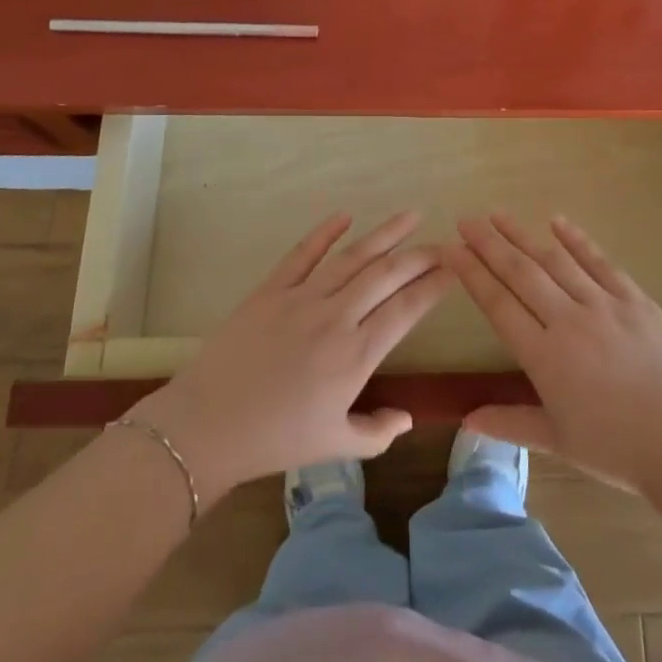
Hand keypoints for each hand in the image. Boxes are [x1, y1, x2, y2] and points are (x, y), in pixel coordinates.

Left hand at [129, 212, 450, 501]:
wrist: (207, 426)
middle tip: (441, 244)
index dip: (434, 286)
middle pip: (387, 275)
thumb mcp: (334, 446)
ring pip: (353, 257)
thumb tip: (407, 417)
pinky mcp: (271, 289)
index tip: (454, 269)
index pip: (407, 309)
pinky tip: (345, 215)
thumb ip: (377, 433)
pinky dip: (324, 232)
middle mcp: (336, 317)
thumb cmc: (275, 440)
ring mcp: (302, 298)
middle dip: (419, 256)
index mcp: (356, 355)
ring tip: (410, 215)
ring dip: (385, 234)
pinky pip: (302, 253)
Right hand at [446, 214, 661, 490]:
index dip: (472, 274)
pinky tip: (557, 221)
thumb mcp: (558, 441)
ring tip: (499, 215)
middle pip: (521, 273)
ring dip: (523, 236)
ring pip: (555, 261)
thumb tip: (466, 421)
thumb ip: (510, 423)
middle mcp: (568, 321)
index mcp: (544, 357)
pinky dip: (577, 241)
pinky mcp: (635, 300)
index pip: (498, 304)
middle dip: (489, 244)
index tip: (451, 249)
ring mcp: (604, 306)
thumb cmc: (617, 450)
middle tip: (466, 219)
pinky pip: (600, 263)